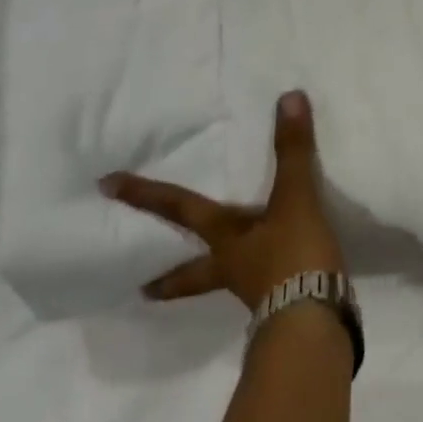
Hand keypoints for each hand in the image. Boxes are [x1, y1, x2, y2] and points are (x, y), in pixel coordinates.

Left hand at [101, 90, 345, 311]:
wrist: (315, 323)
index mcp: (226, 240)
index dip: (146, 196)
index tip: (106, 187)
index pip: (180, 211)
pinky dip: (265, 283)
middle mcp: (232, 267)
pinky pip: (266, 290)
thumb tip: (288, 98)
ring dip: (214, 281)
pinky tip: (279, 282)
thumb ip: (292, 151)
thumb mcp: (295, 199)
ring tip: (217, 278)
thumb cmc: (293, 258)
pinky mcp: (283, 306)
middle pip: (192, 272)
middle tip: (141, 289)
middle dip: (169, 278)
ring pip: (226, 284)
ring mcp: (256, 292)